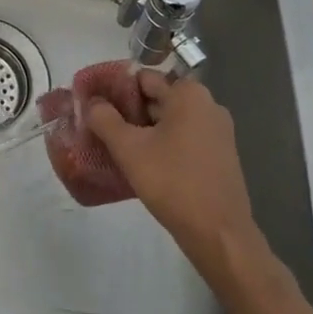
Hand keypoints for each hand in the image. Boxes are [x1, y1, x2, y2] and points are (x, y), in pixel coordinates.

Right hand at [84, 70, 264, 284]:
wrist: (219, 235)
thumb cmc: (173, 183)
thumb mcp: (129, 149)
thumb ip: (104, 119)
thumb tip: (91, 102)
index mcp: (189, 94)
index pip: (143, 78)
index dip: (116, 90)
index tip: (96, 107)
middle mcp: (208, 105)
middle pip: (158, 98)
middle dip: (129, 112)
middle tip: (102, 129)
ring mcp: (218, 131)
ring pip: (170, 120)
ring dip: (145, 130)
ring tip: (118, 147)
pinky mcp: (221, 155)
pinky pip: (185, 138)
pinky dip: (164, 144)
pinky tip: (144, 164)